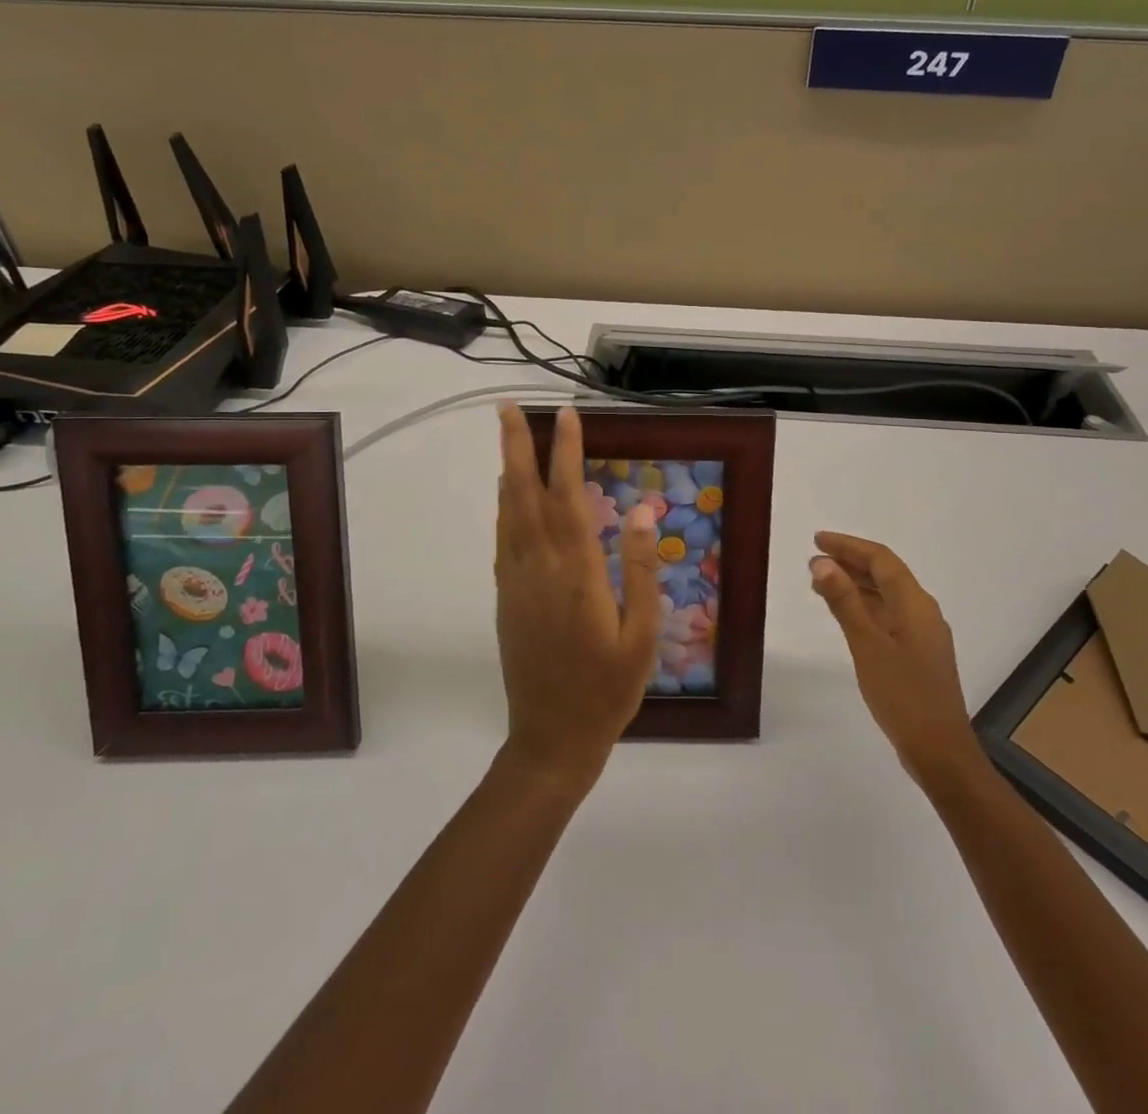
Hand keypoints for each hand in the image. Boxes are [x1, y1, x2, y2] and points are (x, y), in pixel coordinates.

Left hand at [494, 403, 660, 788]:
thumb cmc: (608, 690)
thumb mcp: (641, 635)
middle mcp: (539, 569)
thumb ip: (641, 571)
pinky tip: (508, 495)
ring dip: (508, 471)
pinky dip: (504, 508)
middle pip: (525, 495)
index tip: (568, 416)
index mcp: (577, 575)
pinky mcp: (506, 598)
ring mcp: (516, 583)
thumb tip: (644, 512)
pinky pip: (503, 540)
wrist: (551, 739)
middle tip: (506, 408)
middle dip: (517, 447)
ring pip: (508, 514)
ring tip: (508, 437)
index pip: (569, 498)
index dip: (566, 453)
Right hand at [810, 532, 978, 786]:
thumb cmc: (903, 696)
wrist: (940, 752)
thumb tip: (822, 562)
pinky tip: (845, 615)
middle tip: (814, 560)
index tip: (817, 540)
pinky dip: (864, 607)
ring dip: (855, 584)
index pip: (881, 560)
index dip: (849, 546)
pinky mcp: (918, 653)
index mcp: (915, 604)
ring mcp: (923, 634)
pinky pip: (888, 615)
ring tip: (820, 583)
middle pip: (886, 574)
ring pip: (886, 595)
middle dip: (850, 562)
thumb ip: (845, 602)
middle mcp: (922, 611)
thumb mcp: (867, 646)